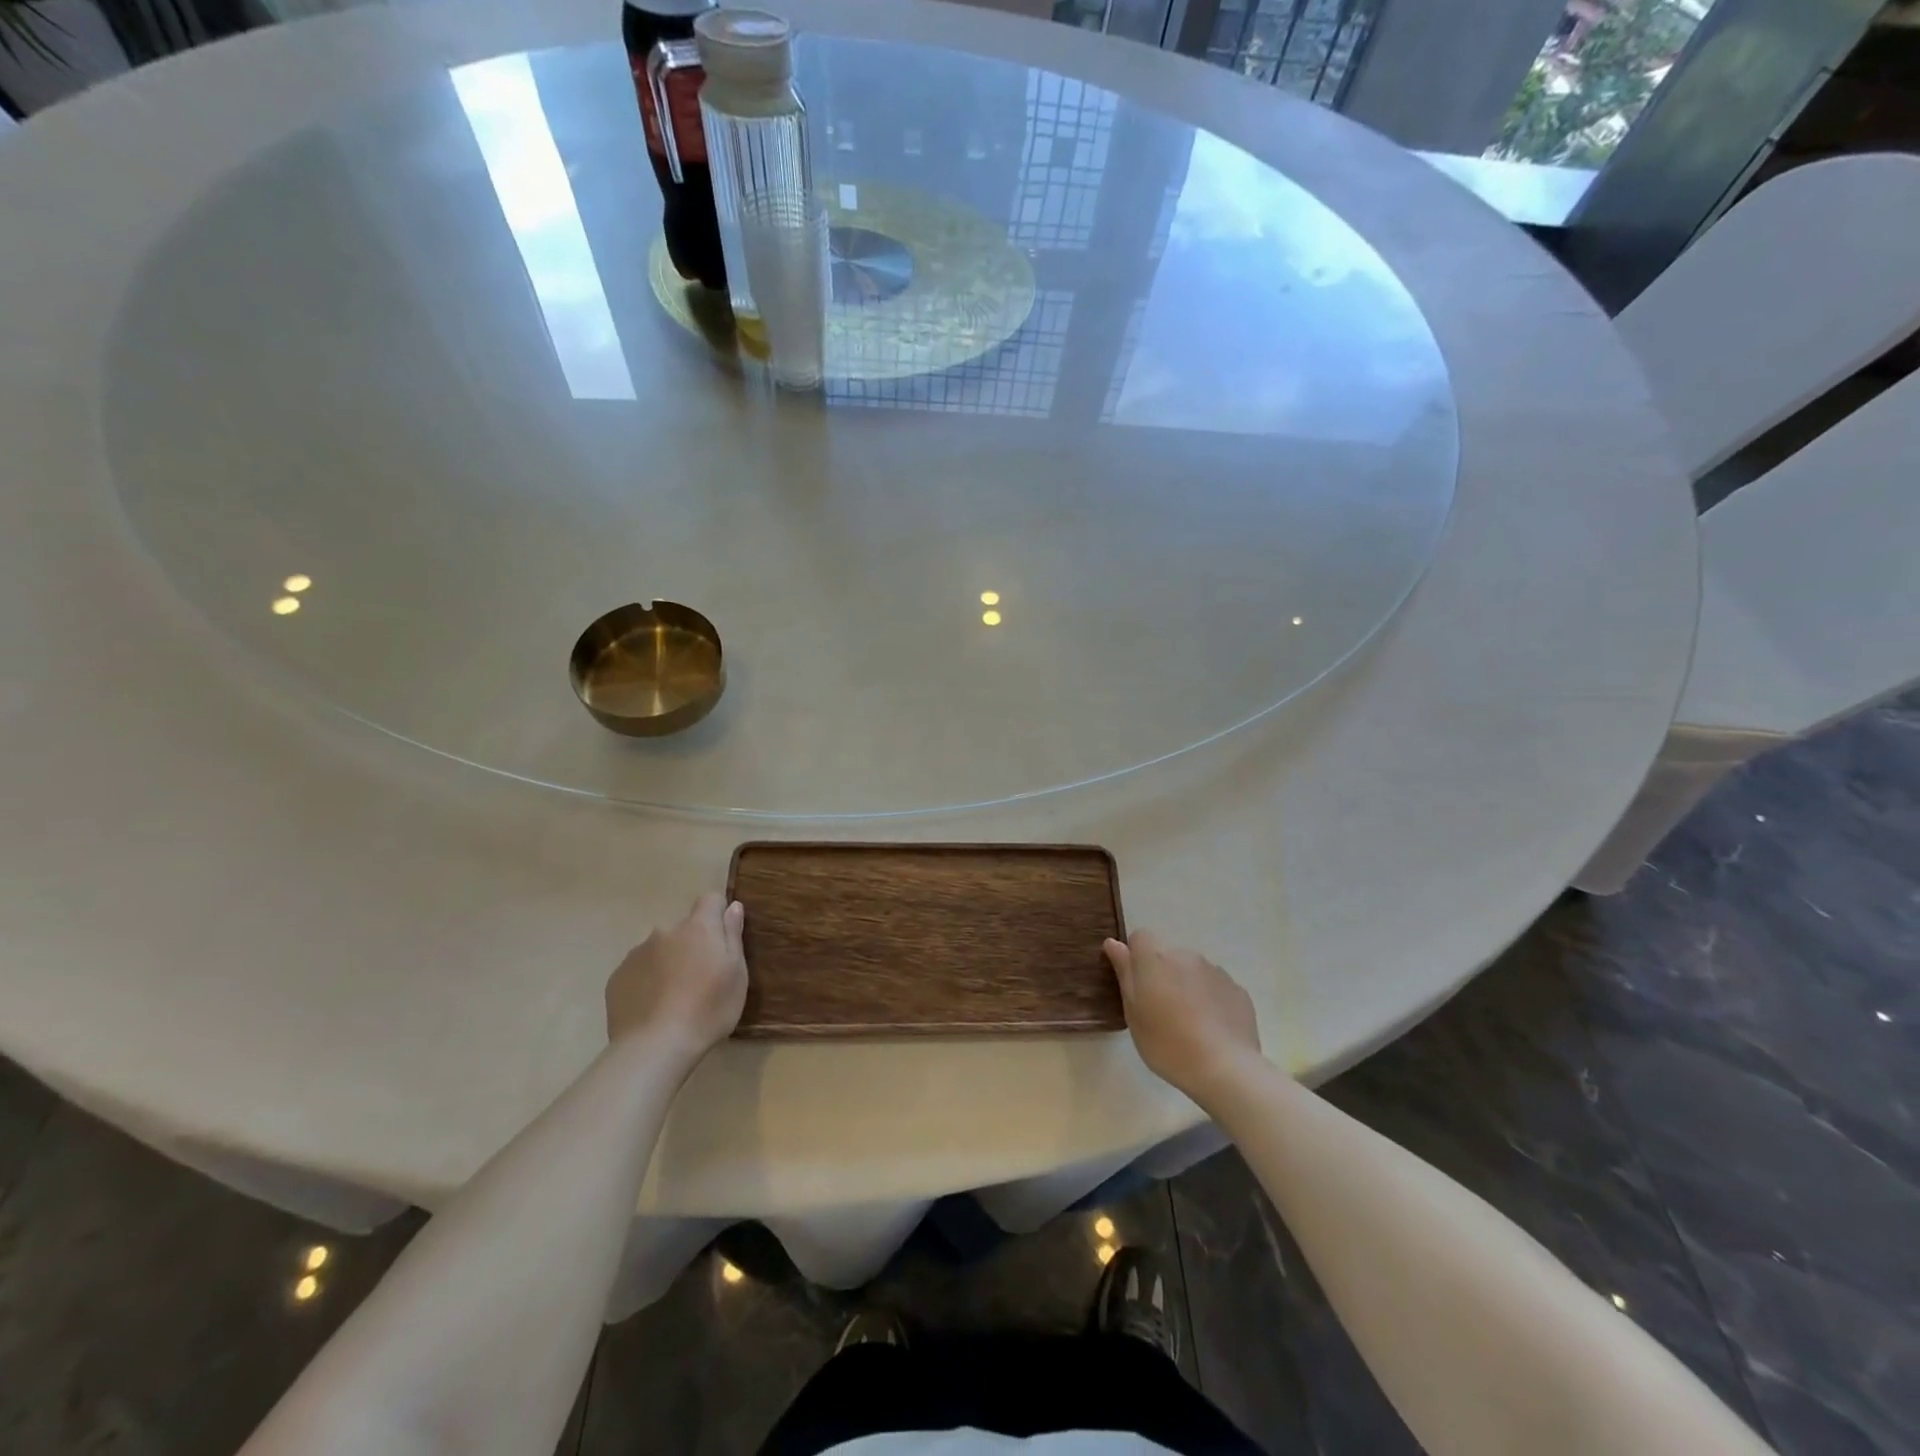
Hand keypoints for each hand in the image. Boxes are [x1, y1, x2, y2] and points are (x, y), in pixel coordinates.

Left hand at [606, 893, 747, 1063]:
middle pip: (684, 929)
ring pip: (660, 949)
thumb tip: (733, 906)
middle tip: (700, 979)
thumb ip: (733, 936)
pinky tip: (653, 1008)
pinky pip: (639, 970)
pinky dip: (647, 981)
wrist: (654, 1048)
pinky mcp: (617, 977)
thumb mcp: (736, 974)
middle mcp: (665, 931)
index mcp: (698, 928)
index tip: (722, 941)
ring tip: (674, 998)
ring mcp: (636, 954)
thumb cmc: (708, 1010)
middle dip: (692, 945)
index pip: (710, 900)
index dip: (718, 915)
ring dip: (668, 963)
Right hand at [1104, 930, 1260, 1104]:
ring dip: (1187, 986)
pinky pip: (1215, 987)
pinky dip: (1210, 999)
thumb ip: (1125, 973)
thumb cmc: (1167, 1043)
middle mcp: (1186, 956)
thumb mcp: (1133, 1013)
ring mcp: (1215, 971)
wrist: (1224, 1069)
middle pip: (1168, 955)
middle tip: (1161, 1011)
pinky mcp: (1237, 990)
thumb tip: (1114, 943)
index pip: (1140, 937)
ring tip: (1189, 1023)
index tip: (1137, 985)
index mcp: (1156, 959)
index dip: (1136, 957)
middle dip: (1163, 974)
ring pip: (1193, 971)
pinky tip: (1211, 1029)